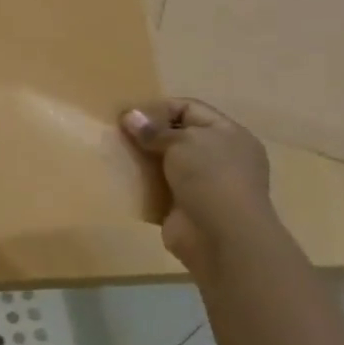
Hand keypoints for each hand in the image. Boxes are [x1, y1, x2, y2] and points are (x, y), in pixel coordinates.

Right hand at [121, 99, 277, 273]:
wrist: (222, 236)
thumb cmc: (210, 177)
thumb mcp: (182, 142)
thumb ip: (154, 129)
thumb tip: (130, 116)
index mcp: (228, 134)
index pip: (189, 108)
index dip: (158, 108)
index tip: (128, 116)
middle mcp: (219, 157)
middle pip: (176, 135)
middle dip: (147, 134)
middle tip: (117, 134)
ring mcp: (203, 184)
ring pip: (166, 163)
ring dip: (142, 159)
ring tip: (115, 154)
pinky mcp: (185, 207)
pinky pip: (158, 188)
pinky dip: (142, 184)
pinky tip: (121, 179)